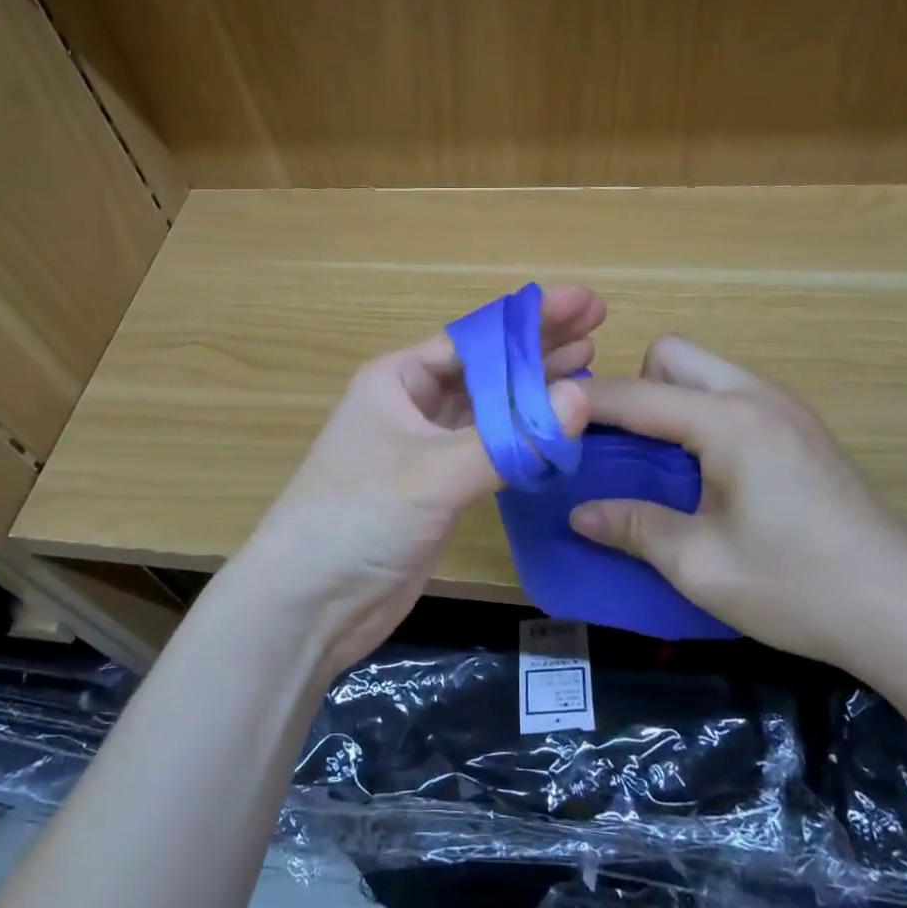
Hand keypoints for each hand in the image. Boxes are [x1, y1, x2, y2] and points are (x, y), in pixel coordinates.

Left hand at [232, 285, 605, 675]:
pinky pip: (491, 449)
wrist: (309, 604)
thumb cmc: (357, 518)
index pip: (475, 337)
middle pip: (487, 366)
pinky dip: (524, 436)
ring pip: (491, 407)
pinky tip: (558, 423)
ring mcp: (426, 447)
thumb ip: (510, 440)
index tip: (585, 303)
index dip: (531, 318)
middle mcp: (412, 404)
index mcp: (398, 378)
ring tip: (587, 361)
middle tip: (598, 325)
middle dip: (539, 346)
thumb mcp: (433, 473)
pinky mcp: (439, 488)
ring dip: (535, 388)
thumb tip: (582, 398)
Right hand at [569, 336, 906, 672]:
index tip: (543, 418)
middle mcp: (755, 396)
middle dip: (634, 388)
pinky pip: (729, 396)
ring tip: (655, 461)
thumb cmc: (799, 587)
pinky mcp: (800, 430)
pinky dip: (698, 415)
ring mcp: (784, 409)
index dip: (583, 405)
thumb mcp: (701, 565)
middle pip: (672, 355)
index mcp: (728, 421)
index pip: (636, 395)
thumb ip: (634, 527)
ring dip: (667, 401)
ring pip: (703, 371)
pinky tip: (702, 473)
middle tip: (621, 448)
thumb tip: (579, 513)